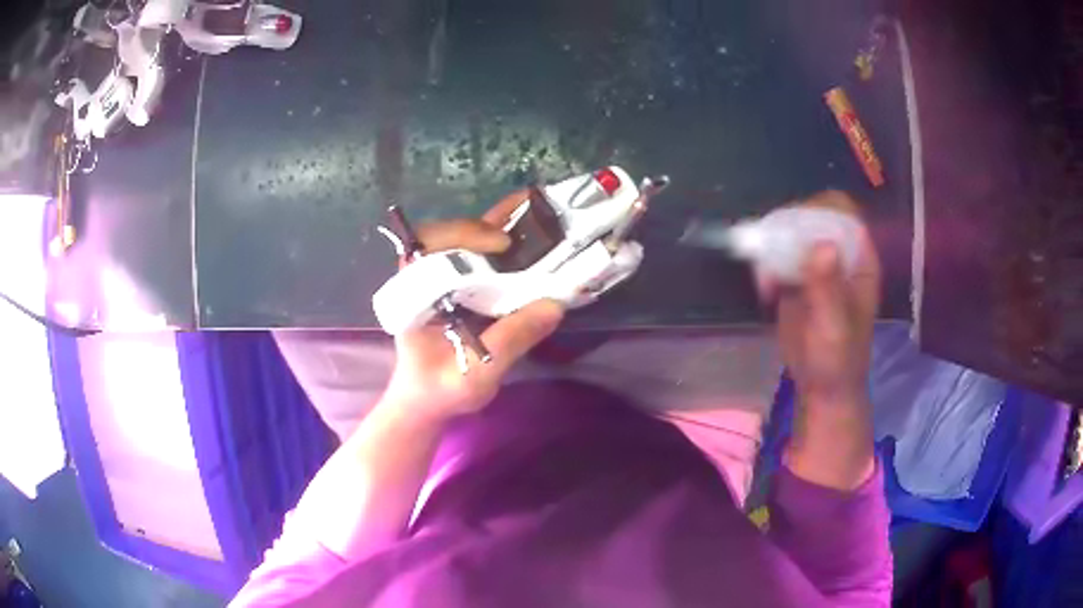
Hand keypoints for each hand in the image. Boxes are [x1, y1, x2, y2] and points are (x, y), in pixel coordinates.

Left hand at [384, 192, 564, 419]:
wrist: (428, 402)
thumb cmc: (441, 390)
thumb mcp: (475, 374)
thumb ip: (509, 341)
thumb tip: (553, 305)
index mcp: (416, 293)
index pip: (425, 245)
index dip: (463, 235)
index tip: (499, 245)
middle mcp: (426, 277)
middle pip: (449, 233)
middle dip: (487, 224)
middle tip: (524, 231)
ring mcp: (444, 279)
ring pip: (466, 239)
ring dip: (499, 224)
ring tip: (537, 209)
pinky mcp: (460, 285)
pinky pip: (480, 255)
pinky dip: (504, 239)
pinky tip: (531, 230)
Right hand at [762, 190, 880, 408]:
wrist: (822, 387)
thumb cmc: (838, 359)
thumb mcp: (835, 326)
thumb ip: (829, 289)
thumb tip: (821, 246)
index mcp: (859, 259)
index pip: (842, 213)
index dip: (820, 210)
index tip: (795, 227)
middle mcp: (839, 255)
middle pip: (812, 216)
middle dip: (790, 227)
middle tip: (773, 248)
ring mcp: (816, 265)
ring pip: (792, 233)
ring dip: (774, 245)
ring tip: (767, 273)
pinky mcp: (795, 278)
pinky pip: (778, 256)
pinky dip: (766, 265)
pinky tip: (765, 290)